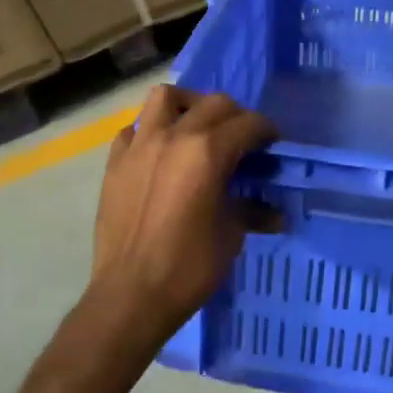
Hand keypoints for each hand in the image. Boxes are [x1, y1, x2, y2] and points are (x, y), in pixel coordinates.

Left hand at [83, 84, 274, 347]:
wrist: (130, 295)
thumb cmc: (189, 266)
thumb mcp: (231, 235)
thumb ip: (252, 211)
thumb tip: (276, 213)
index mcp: (208, 151)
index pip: (248, 123)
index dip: (266, 130)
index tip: (272, 144)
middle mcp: (174, 136)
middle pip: (213, 103)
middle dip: (235, 115)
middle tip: (243, 139)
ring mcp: (140, 145)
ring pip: (165, 97)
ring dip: (188, 104)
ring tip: (197, 125)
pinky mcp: (115, 162)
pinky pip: (134, 129)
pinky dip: (149, 131)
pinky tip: (158, 152)